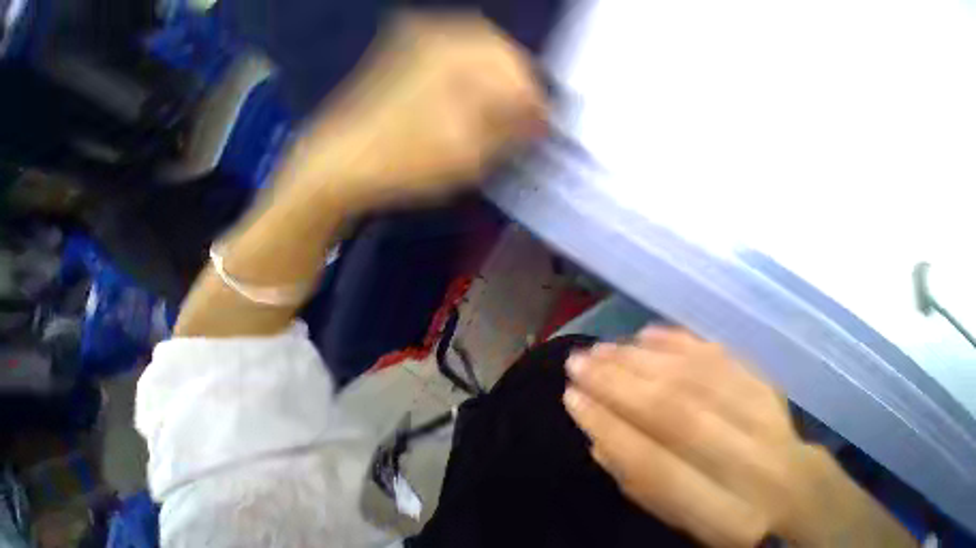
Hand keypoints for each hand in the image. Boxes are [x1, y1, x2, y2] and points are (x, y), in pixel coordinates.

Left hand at [286, 12, 545, 213]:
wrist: (347, 164)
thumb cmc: (411, 166)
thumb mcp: (468, 157)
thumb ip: (508, 132)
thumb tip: (539, 118)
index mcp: (457, 60)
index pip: (517, 72)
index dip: (536, 103)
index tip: (544, 130)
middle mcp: (439, 37)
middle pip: (501, 53)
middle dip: (520, 89)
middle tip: (527, 123)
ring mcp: (420, 42)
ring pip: (480, 53)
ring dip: (501, 84)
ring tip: (507, 117)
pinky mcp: (408, 56)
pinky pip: (457, 59)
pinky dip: (478, 81)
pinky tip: (478, 105)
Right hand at [563, 328, 915, 547]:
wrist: (814, 508)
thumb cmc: (738, 522)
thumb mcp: (687, 525)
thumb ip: (642, 484)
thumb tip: (596, 436)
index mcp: (733, 516)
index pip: (656, 465)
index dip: (608, 427)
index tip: (570, 397)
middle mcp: (760, 468)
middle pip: (676, 412)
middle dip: (616, 382)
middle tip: (576, 361)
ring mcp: (774, 422)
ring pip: (695, 377)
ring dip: (638, 358)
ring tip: (599, 347)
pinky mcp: (776, 391)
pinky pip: (723, 358)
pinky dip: (682, 342)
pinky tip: (645, 333)